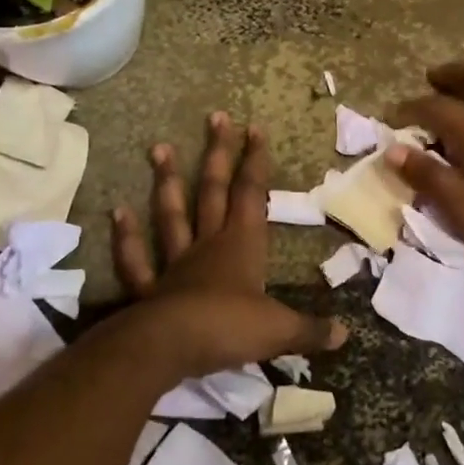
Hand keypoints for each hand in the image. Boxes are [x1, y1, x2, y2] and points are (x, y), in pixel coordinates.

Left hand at [109, 111, 344, 380]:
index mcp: (242, 245)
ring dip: (168, 182)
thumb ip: (310, 329)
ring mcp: (175, 263)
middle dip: (218, 154)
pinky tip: (118, 212)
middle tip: (216, 117)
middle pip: (214, 190)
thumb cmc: (229, 327)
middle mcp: (209, 244)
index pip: (252, 193)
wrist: (169, 347)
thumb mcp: (279, 330)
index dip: (255, 161)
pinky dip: (127, 237)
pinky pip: (136, 259)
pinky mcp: (149, 289)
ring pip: (172, 214)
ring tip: (159, 147)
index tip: (255, 128)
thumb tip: (344, 334)